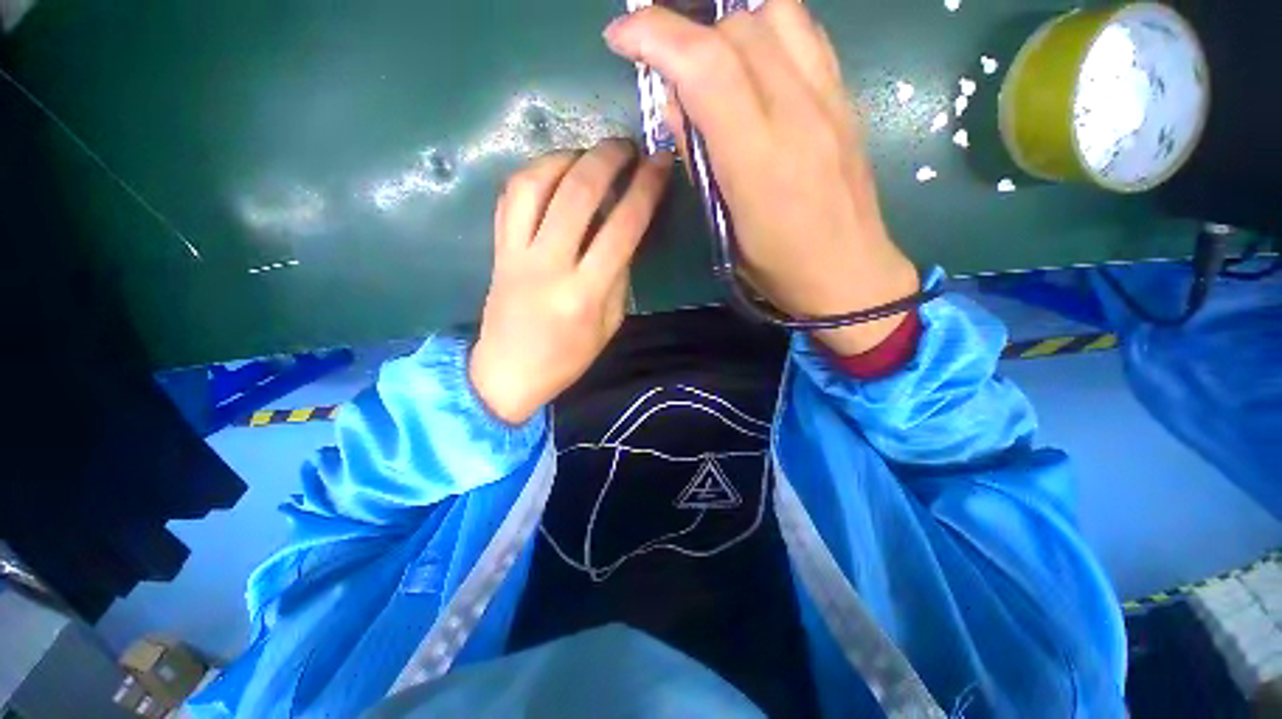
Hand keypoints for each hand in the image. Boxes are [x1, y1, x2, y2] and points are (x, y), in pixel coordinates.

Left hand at [470, 140, 672, 424]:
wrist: (509, 371)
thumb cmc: (568, 357)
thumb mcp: (610, 324)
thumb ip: (619, 275)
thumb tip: (625, 230)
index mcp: (585, 293)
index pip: (622, 228)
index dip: (645, 189)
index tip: (660, 163)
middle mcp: (550, 266)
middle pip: (577, 193)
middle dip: (607, 158)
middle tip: (627, 146)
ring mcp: (517, 254)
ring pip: (535, 184)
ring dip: (566, 156)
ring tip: (589, 154)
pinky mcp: (497, 249)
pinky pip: (510, 197)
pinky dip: (535, 173)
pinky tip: (554, 170)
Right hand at [604, 0, 919, 354]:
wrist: (850, 273)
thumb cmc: (779, 266)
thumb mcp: (724, 227)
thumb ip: (699, 160)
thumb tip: (674, 103)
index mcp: (758, 158)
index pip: (705, 65)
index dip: (655, 35)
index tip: (622, 37)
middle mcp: (798, 112)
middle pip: (738, 27)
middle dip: (687, 32)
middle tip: (667, 64)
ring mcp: (830, 98)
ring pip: (777, 13)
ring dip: (731, 23)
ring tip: (710, 57)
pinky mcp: (846, 97)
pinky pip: (806, 34)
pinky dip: (769, 29)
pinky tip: (753, 60)